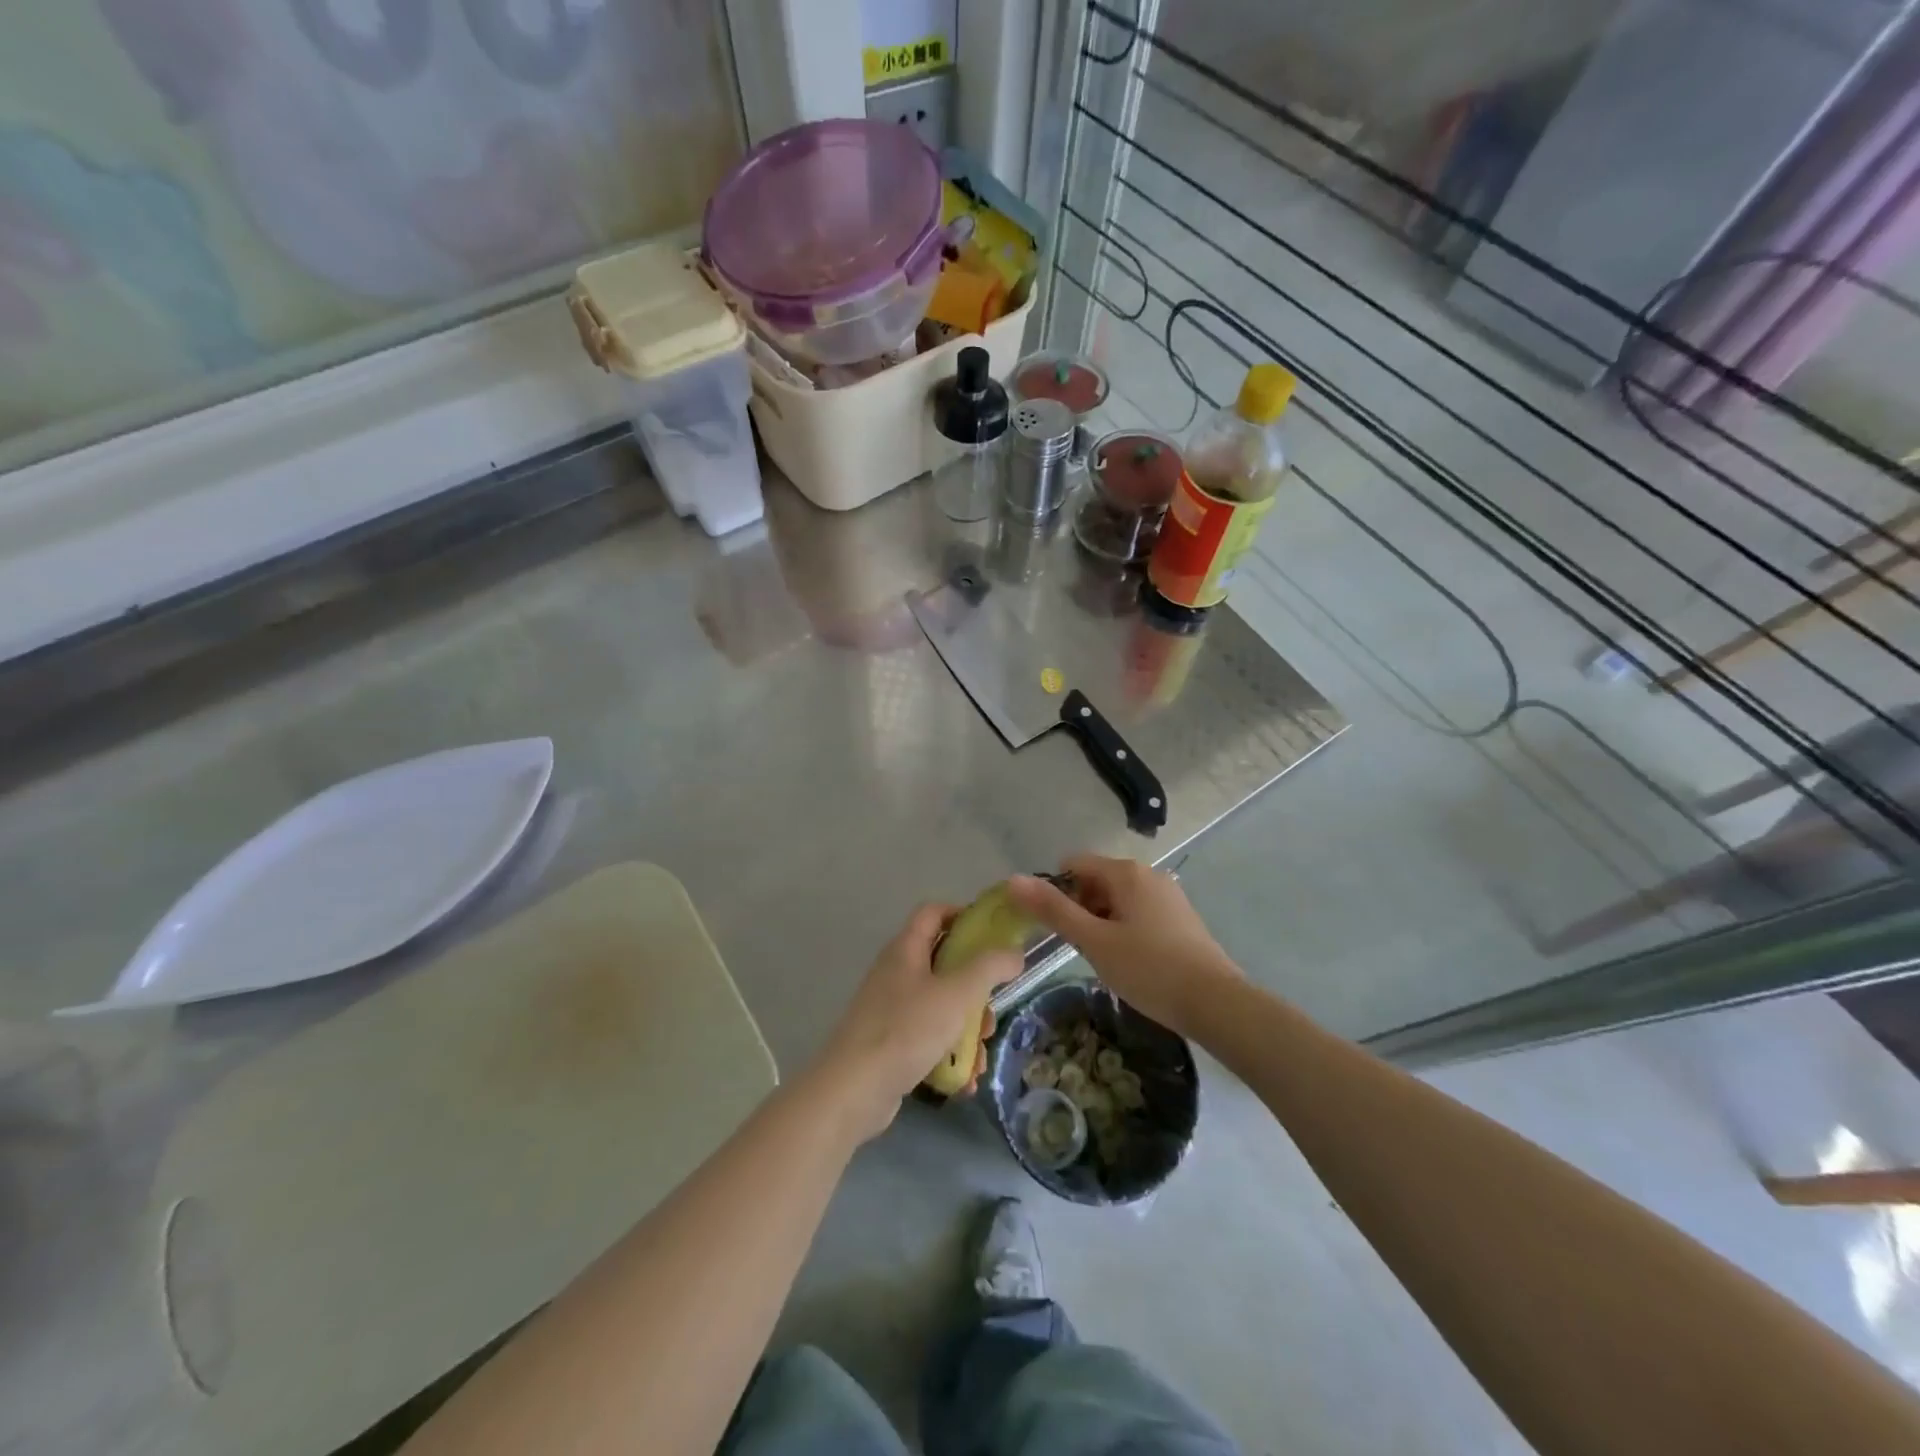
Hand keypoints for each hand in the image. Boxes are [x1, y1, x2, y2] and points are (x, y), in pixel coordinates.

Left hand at [808, 904, 1019, 1143]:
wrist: (853, 1091)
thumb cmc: (907, 1030)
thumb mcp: (957, 993)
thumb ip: (989, 967)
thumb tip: (1014, 953)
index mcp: (906, 949)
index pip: (934, 912)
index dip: (964, 915)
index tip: (995, 935)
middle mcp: (896, 973)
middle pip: (944, 964)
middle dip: (975, 989)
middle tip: (990, 1012)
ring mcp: (891, 1009)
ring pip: (941, 1006)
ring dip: (966, 1029)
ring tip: (979, 1056)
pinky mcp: (890, 1043)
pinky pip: (929, 1038)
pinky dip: (948, 1054)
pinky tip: (964, 1080)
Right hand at [1008, 855, 1241, 1036]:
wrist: (1217, 1003)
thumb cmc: (1149, 969)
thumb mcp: (1094, 942)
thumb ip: (1053, 910)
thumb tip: (1013, 880)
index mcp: (1125, 872)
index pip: (1073, 864)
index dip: (1056, 891)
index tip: (1054, 927)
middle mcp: (1148, 874)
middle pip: (1095, 880)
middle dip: (1079, 908)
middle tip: (1080, 948)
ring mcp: (1168, 895)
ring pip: (1117, 898)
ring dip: (1101, 922)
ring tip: (1104, 959)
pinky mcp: (1180, 918)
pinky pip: (1138, 912)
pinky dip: (1124, 929)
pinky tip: (1130, 962)